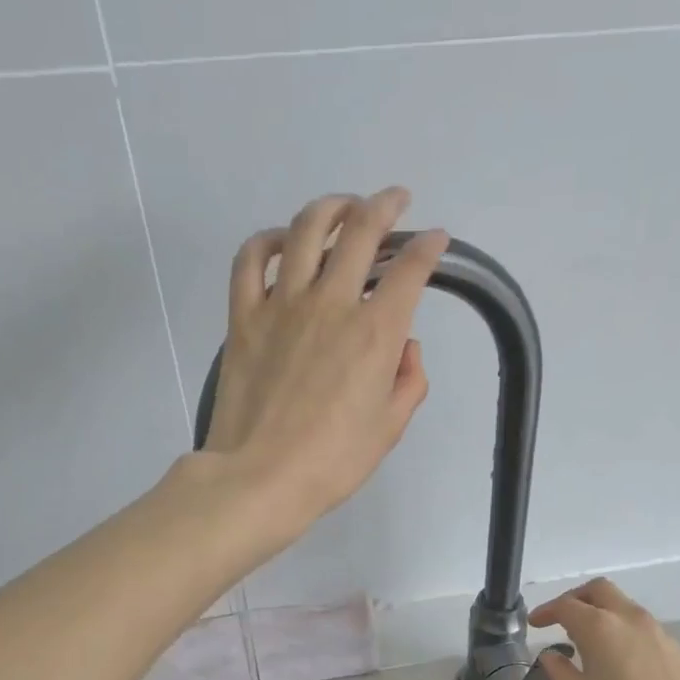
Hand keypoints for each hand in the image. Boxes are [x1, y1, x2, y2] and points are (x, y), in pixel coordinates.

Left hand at [204, 187, 447, 532]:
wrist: (261, 478)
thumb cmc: (333, 462)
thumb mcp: (390, 428)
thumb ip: (409, 381)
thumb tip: (405, 346)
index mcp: (376, 333)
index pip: (411, 270)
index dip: (429, 247)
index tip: (435, 241)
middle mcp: (331, 303)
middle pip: (361, 231)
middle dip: (385, 206)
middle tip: (394, 201)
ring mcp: (282, 305)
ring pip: (307, 229)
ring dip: (331, 207)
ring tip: (343, 207)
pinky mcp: (244, 316)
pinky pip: (251, 259)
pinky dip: (268, 239)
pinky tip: (282, 240)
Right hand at [531, 578, 679, 679]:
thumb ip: (560, 671)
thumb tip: (551, 655)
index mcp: (599, 627)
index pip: (566, 605)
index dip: (546, 611)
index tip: (535, 624)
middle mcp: (629, 618)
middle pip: (600, 590)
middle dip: (577, 597)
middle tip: (563, 618)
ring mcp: (658, 632)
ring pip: (625, 606)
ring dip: (604, 614)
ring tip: (591, 642)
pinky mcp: (677, 649)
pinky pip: (644, 629)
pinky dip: (625, 633)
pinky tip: (623, 662)